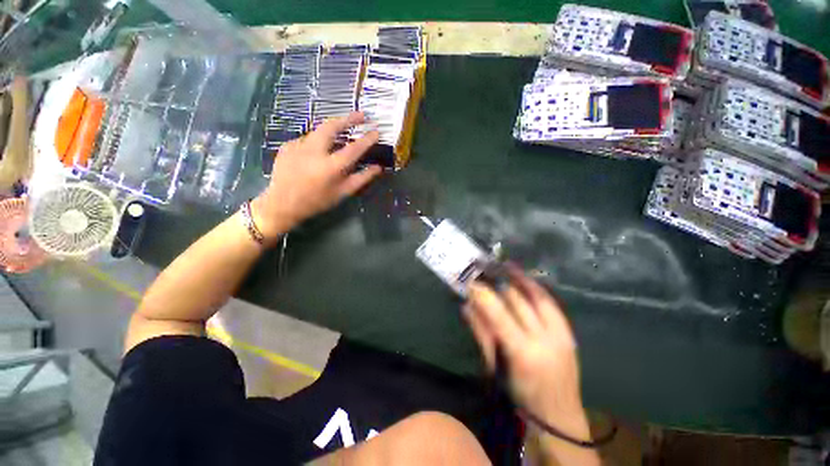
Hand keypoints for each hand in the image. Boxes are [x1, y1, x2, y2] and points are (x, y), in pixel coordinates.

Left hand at [252, 112, 381, 242]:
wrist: (282, 204)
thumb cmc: (317, 201)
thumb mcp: (343, 193)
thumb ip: (362, 178)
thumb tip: (378, 168)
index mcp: (331, 166)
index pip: (354, 148)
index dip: (367, 139)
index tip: (376, 131)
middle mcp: (314, 151)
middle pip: (332, 126)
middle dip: (348, 118)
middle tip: (361, 115)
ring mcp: (298, 146)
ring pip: (319, 130)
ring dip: (333, 129)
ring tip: (342, 131)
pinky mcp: (287, 145)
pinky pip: (307, 139)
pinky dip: (317, 141)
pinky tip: (318, 150)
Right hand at [463, 266, 589, 437]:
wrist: (559, 417)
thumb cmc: (520, 397)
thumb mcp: (495, 368)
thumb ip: (481, 333)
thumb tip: (466, 306)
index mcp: (523, 352)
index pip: (499, 313)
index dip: (483, 294)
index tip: (470, 281)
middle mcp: (545, 339)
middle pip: (518, 300)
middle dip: (497, 282)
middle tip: (484, 271)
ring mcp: (561, 334)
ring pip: (537, 295)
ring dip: (519, 278)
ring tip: (504, 264)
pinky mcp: (569, 332)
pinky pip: (549, 302)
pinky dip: (535, 287)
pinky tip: (525, 278)